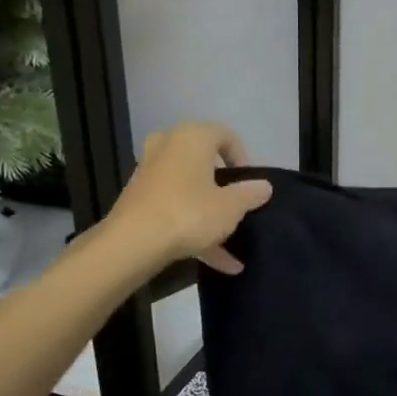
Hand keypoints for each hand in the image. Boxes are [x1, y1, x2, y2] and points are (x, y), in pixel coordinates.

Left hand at [105, 122, 272, 274]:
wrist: (132, 243)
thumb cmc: (189, 213)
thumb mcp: (230, 207)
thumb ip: (250, 194)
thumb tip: (264, 186)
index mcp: (193, 137)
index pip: (226, 136)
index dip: (244, 159)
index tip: (251, 184)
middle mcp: (168, 146)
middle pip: (204, 160)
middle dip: (222, 183)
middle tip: (236, 202)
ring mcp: (150, 172)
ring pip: (189, 188)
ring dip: (209, 212)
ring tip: (230, 242)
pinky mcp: (139, 199)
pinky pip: (174, 207)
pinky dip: (193, 227)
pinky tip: (216, 260)